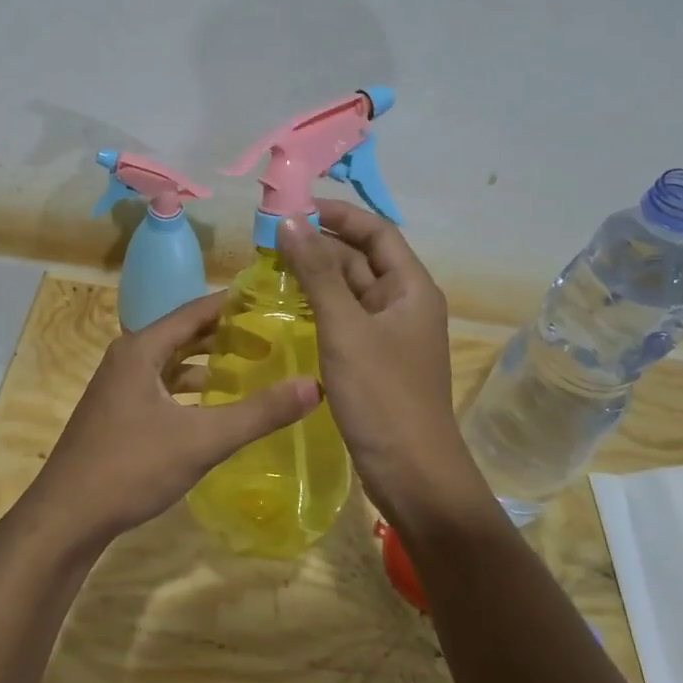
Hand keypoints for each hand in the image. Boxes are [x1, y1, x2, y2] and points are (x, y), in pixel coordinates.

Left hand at [28, 291, 320, 548]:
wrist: (65, 518)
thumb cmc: (130, 468)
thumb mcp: (202, 440)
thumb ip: (259, 413)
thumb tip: (315, 385)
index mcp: (141, 349)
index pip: (196, 310)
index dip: (234, 304)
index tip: (273, 300)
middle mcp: (127, 358)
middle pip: (184, 334)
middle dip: (226, 334)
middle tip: (272, 337)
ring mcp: (118, 387)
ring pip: (171, 362)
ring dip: (207, 362)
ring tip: (251, 367)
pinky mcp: (117, 413)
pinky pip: (161, 386)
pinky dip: (189, 388)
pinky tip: (213, 406)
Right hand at [277, 201, 483, 524]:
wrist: (412, 474)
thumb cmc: (383, 396)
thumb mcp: (345, 329)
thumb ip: (317, 274)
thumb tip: (290, 222)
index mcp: (411, 288)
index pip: (377, 232)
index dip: (339, 215)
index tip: (295, 208)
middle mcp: (404, 304)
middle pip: (362, 259)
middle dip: (320, 245)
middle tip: (269, 241)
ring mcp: (389, 335)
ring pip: (351, 291)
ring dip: (317, 276)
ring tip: (270, 268)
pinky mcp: (374, 361)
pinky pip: (345, 320)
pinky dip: (319, 308)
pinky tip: (287, 309)